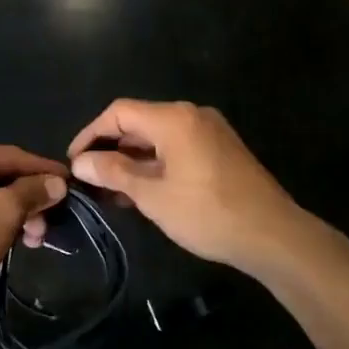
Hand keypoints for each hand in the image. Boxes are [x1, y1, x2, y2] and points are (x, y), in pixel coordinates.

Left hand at [0, 142, 67, 312]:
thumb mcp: (5, 212)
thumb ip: (33, 192)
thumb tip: (57, 182)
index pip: (13, 156)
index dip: (45, 171)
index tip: (71, 184)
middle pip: (1, 177)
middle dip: (29, 201)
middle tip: (47, 227)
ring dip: (15, 216)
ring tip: (32, 241)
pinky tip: (10, 243)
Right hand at [68, 100, 307, 273]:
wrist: (274, 236)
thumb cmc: (208, 213)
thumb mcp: (153, 196)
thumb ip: (114, 173)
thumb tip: (80, 163)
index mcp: (173, 118)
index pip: (119, 112)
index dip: (91, 134)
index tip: (74, 162)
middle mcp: (192, 115)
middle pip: (139, 122)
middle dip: (111, 148)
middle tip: (90, 179)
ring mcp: (210, 131)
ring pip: (158, 136)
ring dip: (133, 159)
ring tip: (113, 191)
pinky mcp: (221, 149)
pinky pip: (178, 146)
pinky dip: (156, 163)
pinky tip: (145, 191)